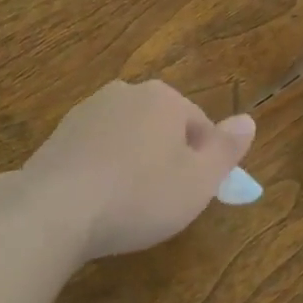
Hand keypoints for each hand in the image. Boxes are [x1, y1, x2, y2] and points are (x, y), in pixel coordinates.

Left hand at [20, 79, 255, 259]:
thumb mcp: (199, 180)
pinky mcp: (58, 135)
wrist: (54, 210)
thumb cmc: (139, 195)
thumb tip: (249, 120)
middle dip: (166, 158)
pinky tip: (98, 202)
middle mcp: (125, 93)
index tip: (192, 194)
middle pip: (162, 126)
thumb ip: (227, 148)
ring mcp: (87, 111)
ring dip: (133, 163)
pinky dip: (103, 170)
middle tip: (162, 201)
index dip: (202, 162)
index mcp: (163, 98)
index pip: (199, 125)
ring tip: (128, 205)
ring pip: (127, 137)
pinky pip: (96, 150)